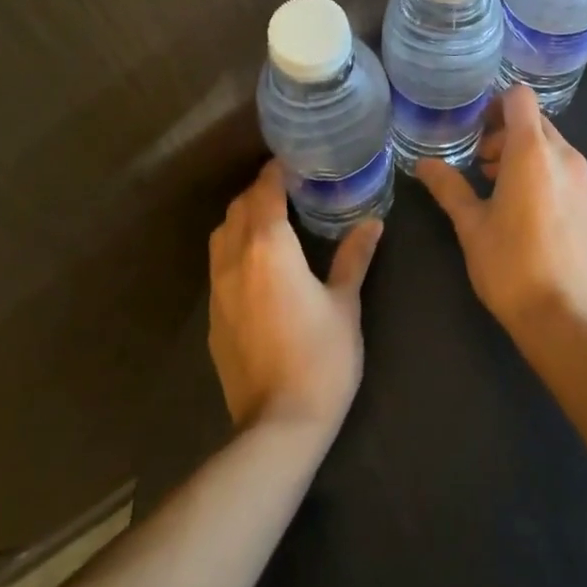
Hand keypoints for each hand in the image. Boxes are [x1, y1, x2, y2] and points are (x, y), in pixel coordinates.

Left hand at [208, 161, 381, 435]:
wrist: (278, 426)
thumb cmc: (321, 356)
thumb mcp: (345, 303)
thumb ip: (354, 257)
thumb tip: (373, 222)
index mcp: (269, 247)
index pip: (264, 191)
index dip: (276, 172)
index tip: (295, 161)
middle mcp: (235, 259)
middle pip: (238, 208)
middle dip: (259, 192)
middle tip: (290, 189)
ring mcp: (218, 290)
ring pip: (221, 235)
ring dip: (242, 219)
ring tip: (272, 221)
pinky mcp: (213, 318)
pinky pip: (218, 265)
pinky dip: (234, 249)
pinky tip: (259, 265)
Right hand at [415, 84, 586, 338]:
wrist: (564, 317)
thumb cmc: (510, 265)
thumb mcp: (471, 225)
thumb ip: (448, 187)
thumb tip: (423, 163)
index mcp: (532, 152)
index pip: (520, 97)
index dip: (497, 104)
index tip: (478, 130)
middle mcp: (565, 156)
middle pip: (536, 122)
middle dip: (507, 133)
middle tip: (483, 165)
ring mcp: (586, 180)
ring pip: (553, 147)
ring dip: (527, 155)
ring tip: (502, 189)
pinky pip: (568, 171)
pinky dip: (547, 175)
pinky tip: (531, 212)